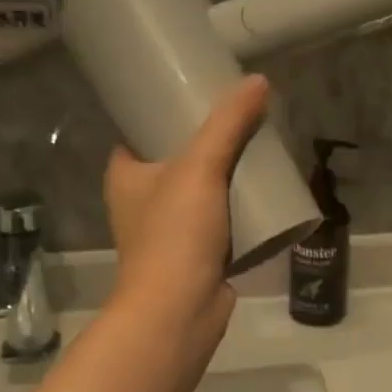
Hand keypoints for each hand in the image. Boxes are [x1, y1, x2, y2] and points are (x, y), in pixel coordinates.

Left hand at [104, 76, 270, 345]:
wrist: (180, 310)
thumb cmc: (175, 234)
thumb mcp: (200, 167)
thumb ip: (228, 124)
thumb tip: (257, 81)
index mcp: (126, 176)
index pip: (139, 132)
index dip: (164, 112)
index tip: (197, 95)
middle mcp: (141, 201)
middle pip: (177, 159)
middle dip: (208, 142)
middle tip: (241, 120)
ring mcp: (170, 230)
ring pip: (202, 191)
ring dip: (227, 175)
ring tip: (259, 149)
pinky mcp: (196, 254)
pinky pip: (221, 220)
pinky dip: (239, 207)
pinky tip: (265, 193)